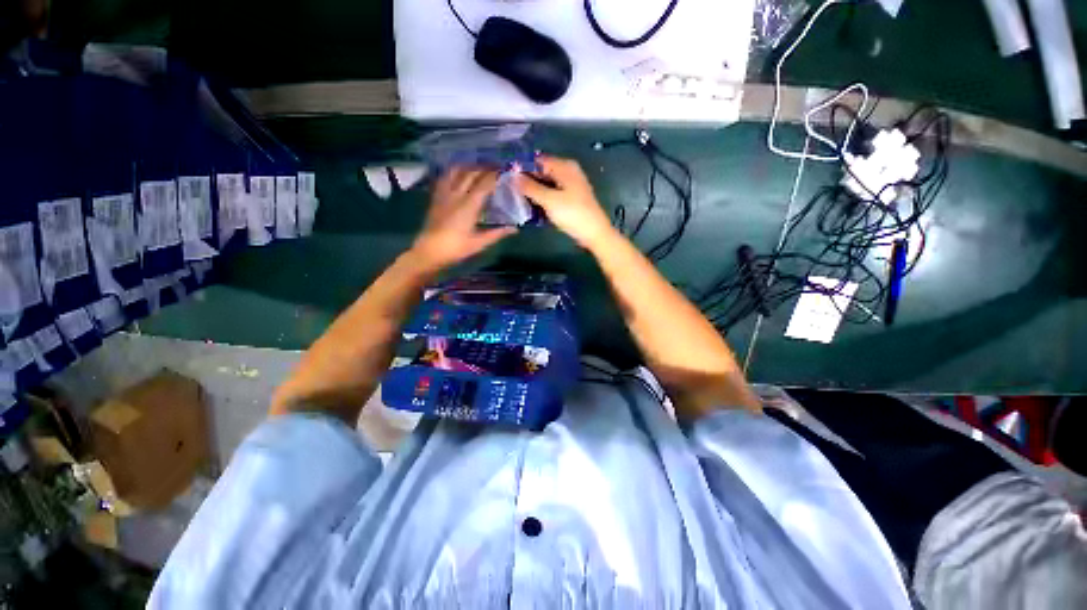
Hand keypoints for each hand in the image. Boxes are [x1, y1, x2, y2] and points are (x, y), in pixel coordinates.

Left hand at [411, 168, 516, 270]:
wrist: (429, 252)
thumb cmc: (456, 249)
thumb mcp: (479, 243)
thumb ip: (497, 233)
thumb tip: (515, 229)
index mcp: (469, 206)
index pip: (484, 184)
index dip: (495, 176)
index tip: (506, 171)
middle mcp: (456, 195)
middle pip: (471, 173)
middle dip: (485, 167)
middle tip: (496, 167)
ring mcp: (444, 194)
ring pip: (456, 171)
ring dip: (469, 166)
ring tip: (479, 167)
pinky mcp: (436, 197)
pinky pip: (445, 177)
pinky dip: (454, 171)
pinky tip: (459, 174)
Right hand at [516, 156, 616, 249]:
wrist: (594, 233)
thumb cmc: (572, 214)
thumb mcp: (549, 200)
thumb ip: (530, 187)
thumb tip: (513, 177)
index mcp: (565, 167)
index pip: (538, 161)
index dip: (523, 168)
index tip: (508, 179)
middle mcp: (569, 172)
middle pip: (543, 172)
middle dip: (528, 181)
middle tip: (511, 192)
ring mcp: (571, 186)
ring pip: (547, 184)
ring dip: (535, 192)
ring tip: (519, 201)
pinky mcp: (571, 199)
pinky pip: (553, 194)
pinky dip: (544, 199)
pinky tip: (534, 208)